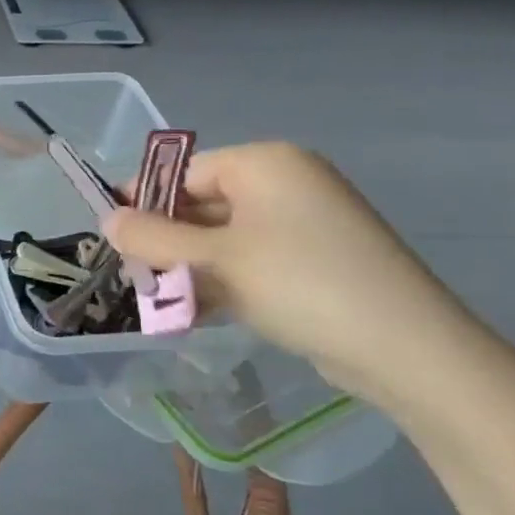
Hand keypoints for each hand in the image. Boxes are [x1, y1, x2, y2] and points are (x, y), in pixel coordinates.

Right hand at [104, 142, 485, 405]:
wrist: (408, 350)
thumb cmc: (301, 284)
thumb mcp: (215, 259)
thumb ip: (152, 237)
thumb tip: (106, 219)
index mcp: (266, 164)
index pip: (184, 173)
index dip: (144, 203)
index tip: (114, 239)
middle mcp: (287, 183)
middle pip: (202, 204)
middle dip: (166, 242)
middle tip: (135, 276)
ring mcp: (305, 223)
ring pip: (222, 237)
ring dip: (189, 267)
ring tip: (161, 301)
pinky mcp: (316, 260)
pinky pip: (251, 260)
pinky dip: (221, 280)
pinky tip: (196, 311)